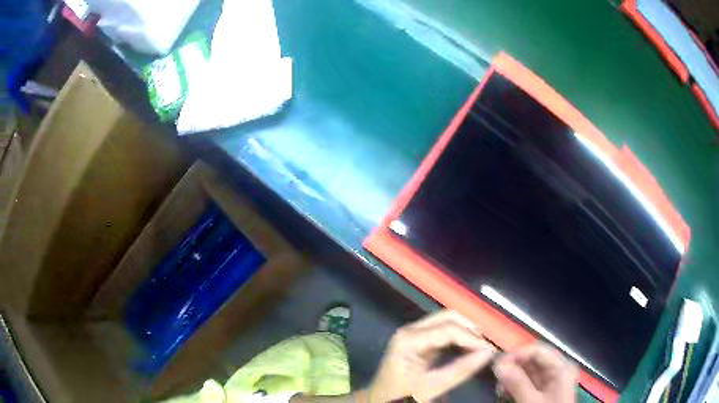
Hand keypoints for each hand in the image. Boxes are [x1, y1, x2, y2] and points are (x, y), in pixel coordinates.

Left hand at [365, 310, 495, 402]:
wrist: (379, 402)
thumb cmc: (400, 396)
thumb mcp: (431, 387)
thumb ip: (460, 370)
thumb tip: (488, 352)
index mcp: (409, 339)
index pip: (448, 329)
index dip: (472, 337)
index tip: (491, 349)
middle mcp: (411, 330)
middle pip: (448, 317)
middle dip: (471, 329)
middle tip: (489, 345)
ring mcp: (414, 334)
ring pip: (448, 322)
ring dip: (467, 332)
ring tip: (484, 347)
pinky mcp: (419, 341)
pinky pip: (444, 332)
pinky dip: (460, 338)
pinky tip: (471, 348)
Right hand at [493, 343, 577, 402]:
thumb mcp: (531, 401)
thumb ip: (517, 383)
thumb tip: (498, 365)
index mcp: (561, 367)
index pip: (537, 350)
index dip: (517, 355)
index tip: (497, 366)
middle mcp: (558, 369)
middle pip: (533, 360)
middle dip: (513, 367)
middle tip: (496, 378)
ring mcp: (552, 381)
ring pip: (529, 371)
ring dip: (512, 377)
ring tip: (499, 388)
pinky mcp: (545, 391)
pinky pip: (529, 382)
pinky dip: (516, 385)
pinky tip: (506, 393)